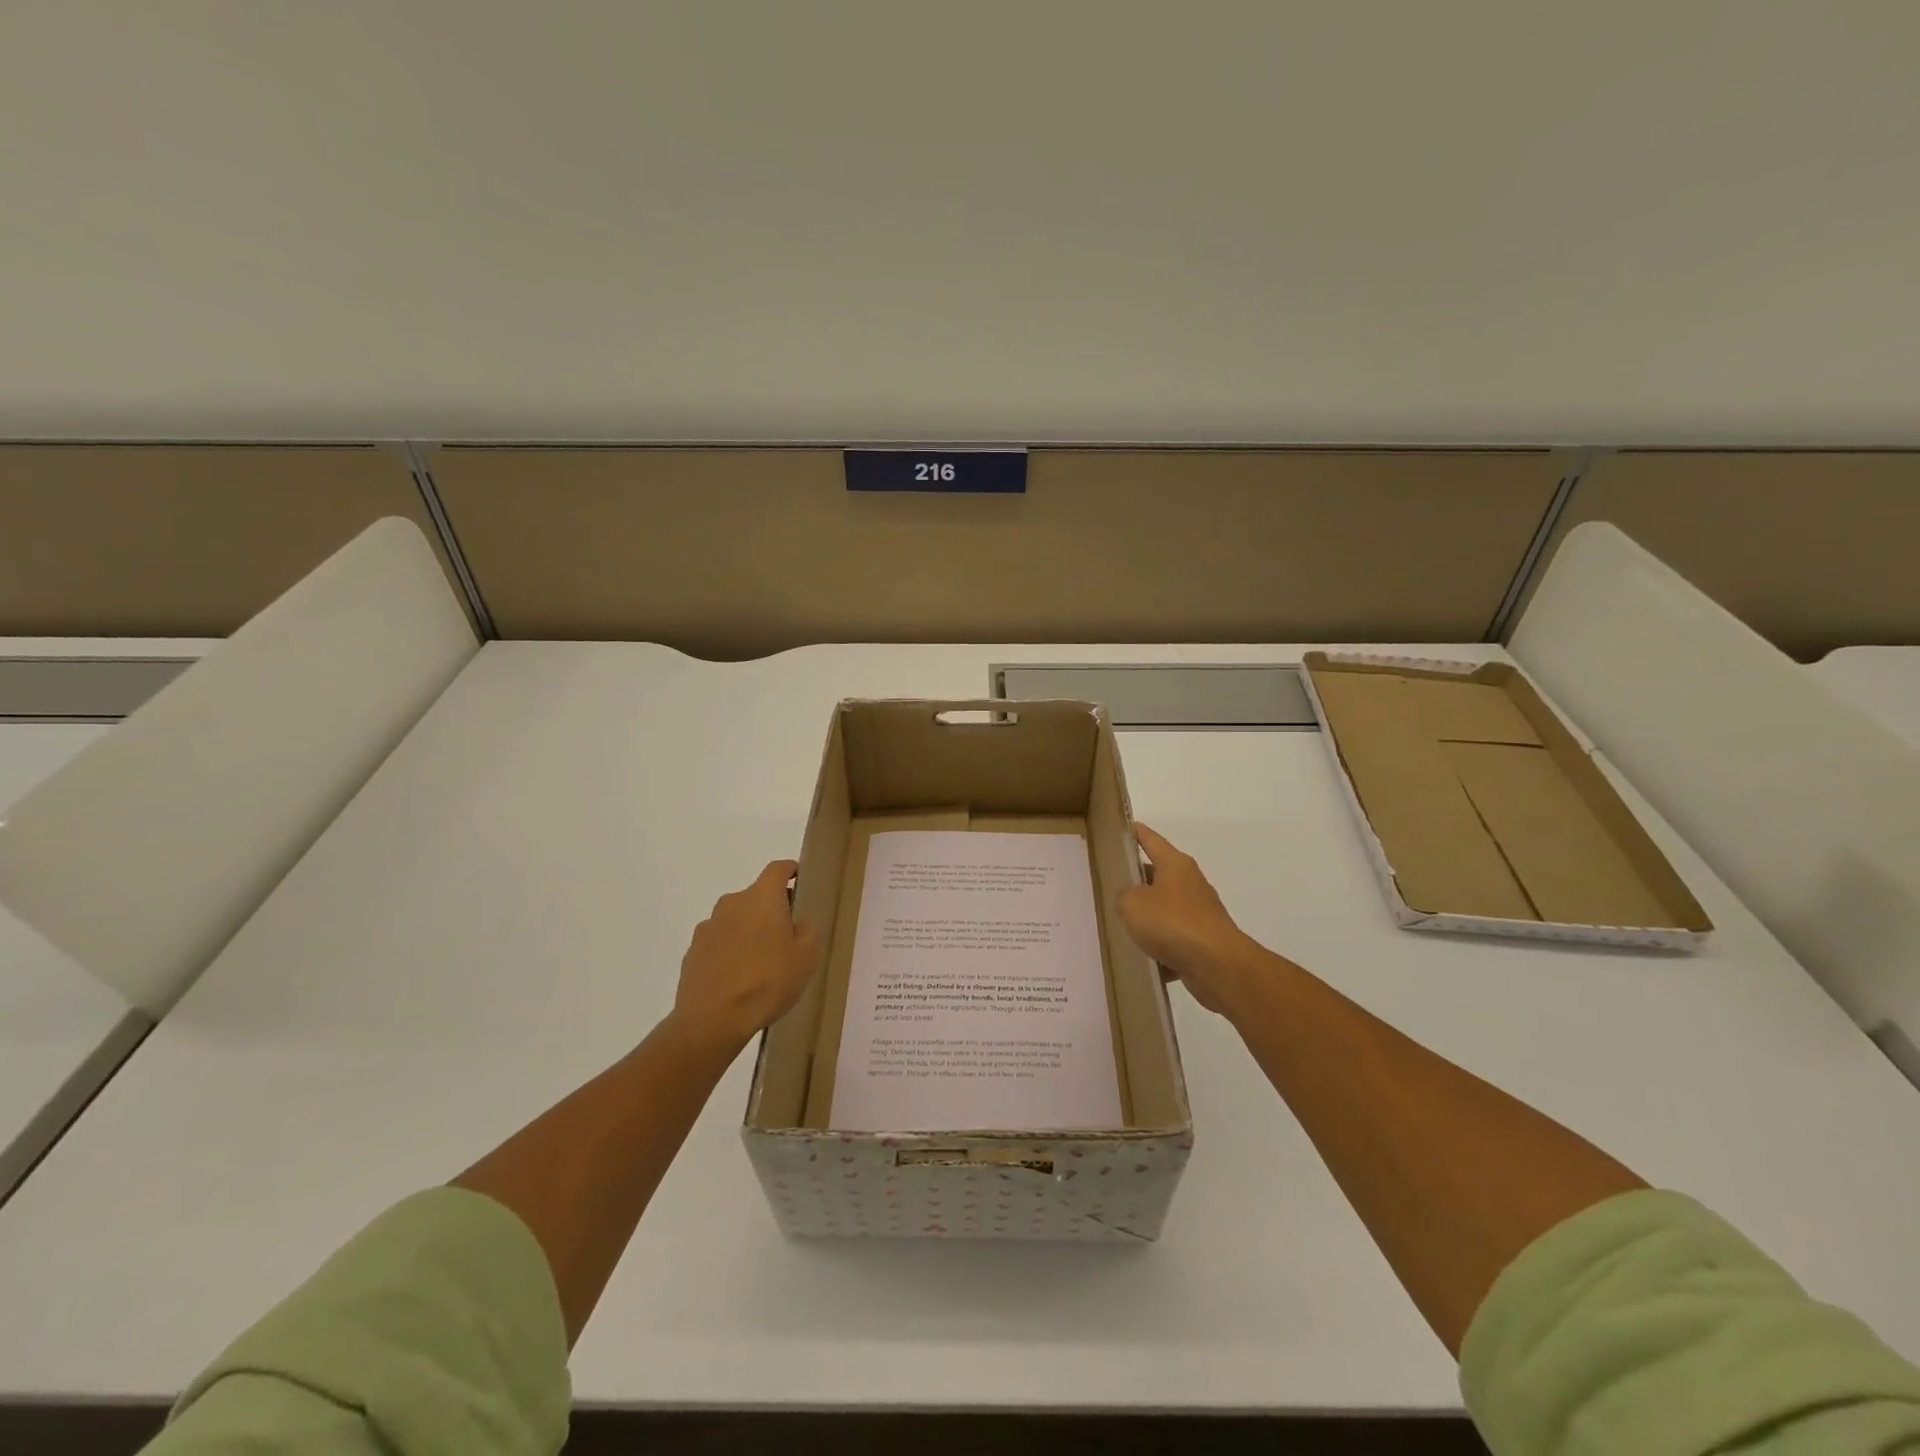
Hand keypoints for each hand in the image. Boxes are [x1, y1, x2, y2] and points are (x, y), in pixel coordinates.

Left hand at [670, 860, 822, 1050]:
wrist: (712, 1020)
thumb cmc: (768, 982)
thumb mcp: (806, 957)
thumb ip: (806, 930)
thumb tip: (797, 921)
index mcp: (761, 898)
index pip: (777, 869)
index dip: (790, 871)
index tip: (799, 880)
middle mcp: (732, 903)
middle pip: (755, 896)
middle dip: (770, 910)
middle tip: (785, 936)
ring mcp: (708, 927)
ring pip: (735, 920)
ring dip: (748, 931)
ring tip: (759, 963)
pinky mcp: (692, 952)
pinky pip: (718, 942)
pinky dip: (729, 951)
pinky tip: (737, 978)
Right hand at [1117, 824, 1259, 1016]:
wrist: (1217, 965)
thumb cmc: (1172, 923)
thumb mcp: (1132, 904)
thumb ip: (1123, 896)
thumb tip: (1131, 900)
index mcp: (1175, 864)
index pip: (1151, 840)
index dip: (1136, 833)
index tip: (1124, 826)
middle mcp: (1190, 883)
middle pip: (1158, 874)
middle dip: (1137, 880)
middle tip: (1111, 883)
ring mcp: (1200, 912)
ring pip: (1166, 909)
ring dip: (1148, 916)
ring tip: (1122, 924)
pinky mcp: (1204, 940)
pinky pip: (1175, 938)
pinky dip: (1161, 947)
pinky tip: (1144, 959)